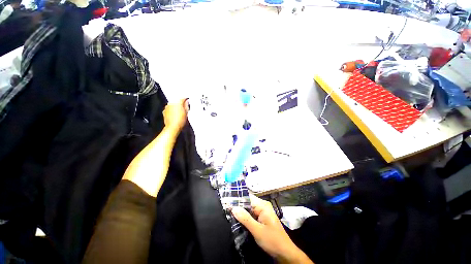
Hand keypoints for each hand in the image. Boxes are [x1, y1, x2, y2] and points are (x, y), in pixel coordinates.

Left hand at [163, 99, 188, 133]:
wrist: (173, 127)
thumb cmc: (180, 121)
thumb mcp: (187, 113)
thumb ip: (186, 106)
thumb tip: (186, 102)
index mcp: (177, 102)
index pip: (182, 98)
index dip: (186, 99)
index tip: (188, 101)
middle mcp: (171, 103)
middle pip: (177, 101)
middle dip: (181, 103)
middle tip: (185, 108)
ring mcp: (167, 107)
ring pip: (173, 104)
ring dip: (176, 107)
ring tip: (180, 112)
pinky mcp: (164, 111)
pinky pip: (169, 108)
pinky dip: (172, 110)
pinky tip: (175, 115)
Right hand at [232, 196, 312, 263]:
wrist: (285, 253)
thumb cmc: (273, 240)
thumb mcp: (257, 230)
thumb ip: (245, 218)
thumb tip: (233, 207)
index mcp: (263, 205)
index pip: (247, 197)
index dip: (237, 199)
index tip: (226, 200)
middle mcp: (262, 206)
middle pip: (247, 203)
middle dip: (237, 206)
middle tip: (226, 207)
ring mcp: (262, 213)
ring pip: (248, 210)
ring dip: (240, 212)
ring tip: (228, 212)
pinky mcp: (261, 220)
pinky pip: (251, 215)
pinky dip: (244, 217)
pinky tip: (236, 219)